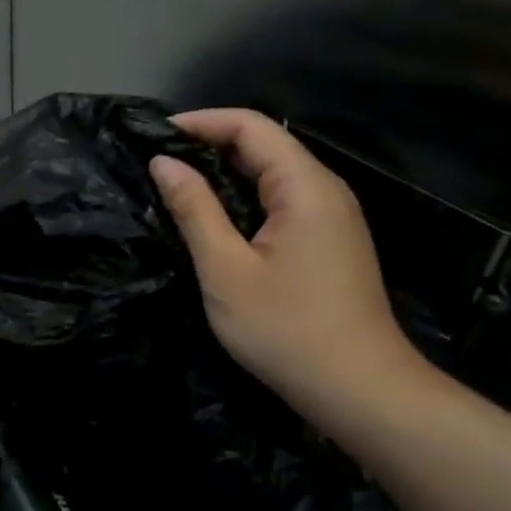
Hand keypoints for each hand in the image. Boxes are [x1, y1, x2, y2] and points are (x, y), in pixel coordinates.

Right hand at [149, 109, 424, 423]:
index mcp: (305, 187)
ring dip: (224, 173)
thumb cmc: (285, 328)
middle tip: (156, 164)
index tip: (153, 136)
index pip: (251, 126)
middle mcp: (325, 190)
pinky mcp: (329, 241)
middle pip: (265, 145)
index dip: (200, 123)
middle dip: (208, 145)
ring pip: (273, 174)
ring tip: (175, 187)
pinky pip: (282, 201)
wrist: (357, 388)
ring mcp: (332, 216)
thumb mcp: (225, 269)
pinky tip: (214, 220)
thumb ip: (194, 210)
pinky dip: (243, 199)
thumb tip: (163, 163)